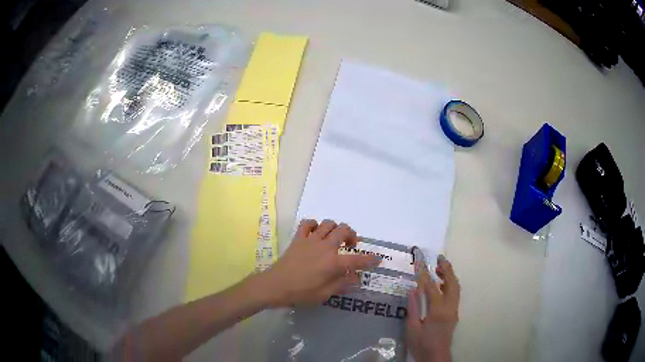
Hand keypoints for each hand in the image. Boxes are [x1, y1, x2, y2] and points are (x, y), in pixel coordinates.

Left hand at [259, 219, 380, 306]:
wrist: (275, 286)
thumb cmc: (301, 293)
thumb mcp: (325, 294)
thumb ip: (342, 284)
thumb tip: (356, 278)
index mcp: (333, 263)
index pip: (358, 260)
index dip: (370, 260)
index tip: (378, 259)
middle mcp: (325, 247)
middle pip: (344, 231)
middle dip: (352, 235)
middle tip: (351, 245)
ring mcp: (311, 240)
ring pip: (328, 223)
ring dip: (335, 228)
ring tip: (335, 238)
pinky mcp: (298, 238)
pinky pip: (307, 223)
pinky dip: (314, 224)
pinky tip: (316, 233)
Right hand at [406, 256, 459, 361]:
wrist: (436, 357)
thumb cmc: (422, 345)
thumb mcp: (412, 329)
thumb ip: (413, 309)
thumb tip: (412, 290)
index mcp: (438, 311)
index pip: (432, 288)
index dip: (425, 275)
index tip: (420, 264)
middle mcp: (450, 308)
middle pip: (452, 284)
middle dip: (447, 269)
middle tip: (439, 258)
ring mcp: (454, 311)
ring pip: (456, 288)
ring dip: (450, 276)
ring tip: (439, 268)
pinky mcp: (454, 314)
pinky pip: (455, 295)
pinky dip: (450, 285)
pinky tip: (441, 285)